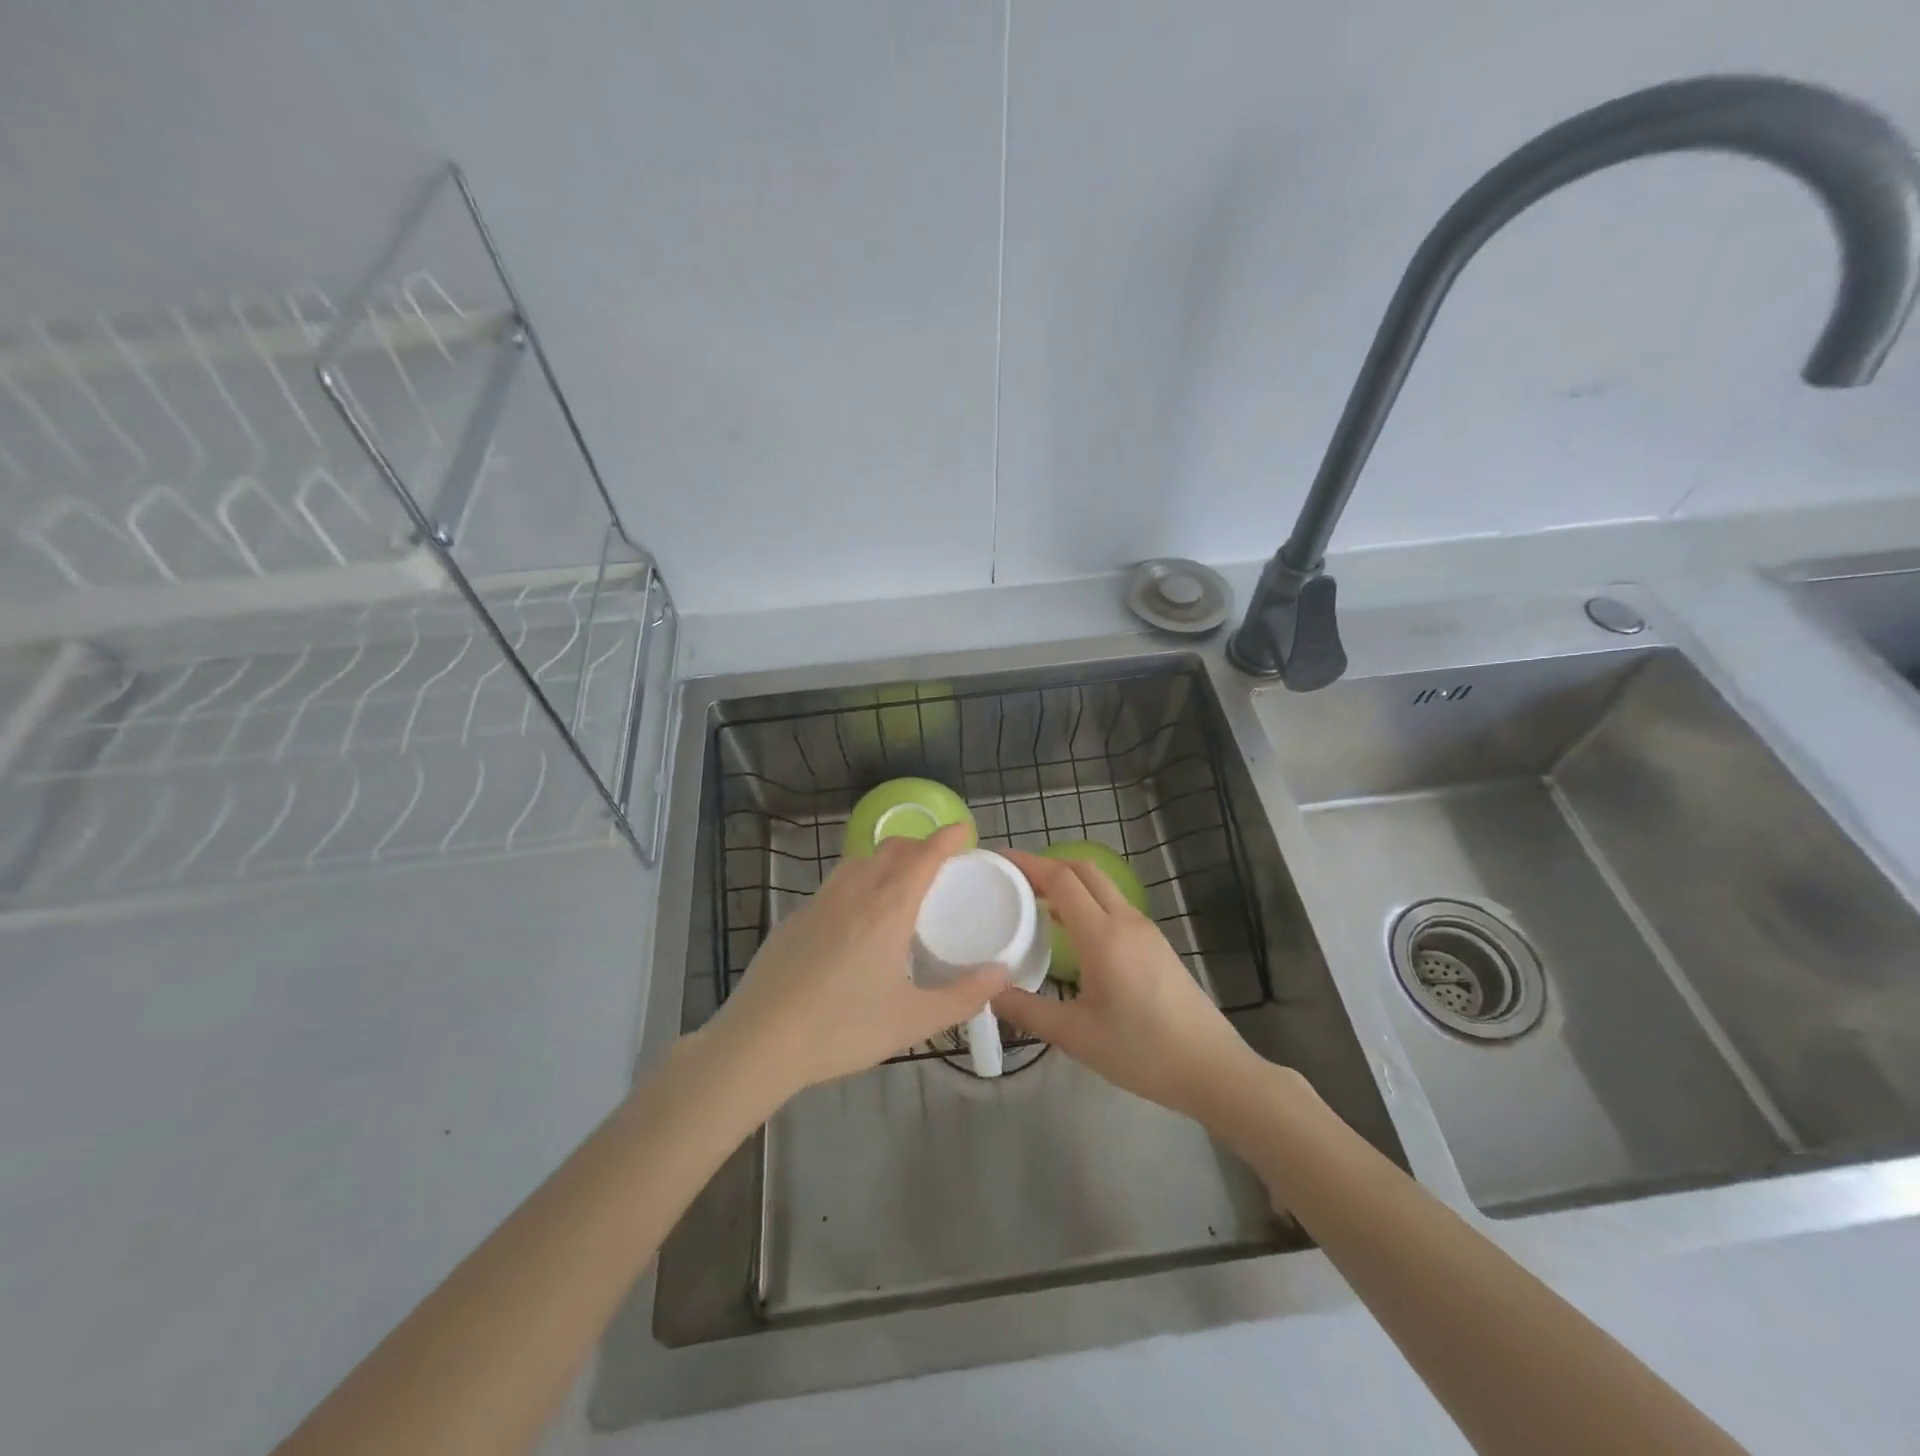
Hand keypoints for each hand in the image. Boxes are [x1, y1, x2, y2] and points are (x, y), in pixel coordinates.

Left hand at [706, 825, 1009, 1097]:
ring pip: (859, 861)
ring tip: (899, 883)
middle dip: (918, 845)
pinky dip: (857, 881)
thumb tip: (1002, 973)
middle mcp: (854, 893)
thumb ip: (963, 996)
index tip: (963, 830)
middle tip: (938, 863)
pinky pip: (834, 884)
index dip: (946, 838)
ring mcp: (818, 903)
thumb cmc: (842, 1030)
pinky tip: (855, 918)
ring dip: (886, 859)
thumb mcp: (912, 1021)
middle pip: (891, 849)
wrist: (759, 1042)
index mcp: (887, 909)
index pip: (924, 857)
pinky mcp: (794, 919)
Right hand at [994, 849, 1265, 1122]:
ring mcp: (1146, 931)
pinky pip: (1115, 907)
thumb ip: (1027, 1010)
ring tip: (1037, 902)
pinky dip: (1087, 902)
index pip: (1061, 880)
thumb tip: (990, 992)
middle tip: (1015, 878)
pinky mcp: (1157, 946)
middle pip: (1084, 871)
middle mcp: (1126, 921)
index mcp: (1103, 936)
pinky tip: (1072, 932)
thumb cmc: (1141, 1051)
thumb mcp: (1075, 1035)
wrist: (1212, 1069)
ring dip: (1070, 883)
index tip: (1001, 859)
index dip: (1029, 863)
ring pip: (1103, 887)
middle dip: (1049, 864)